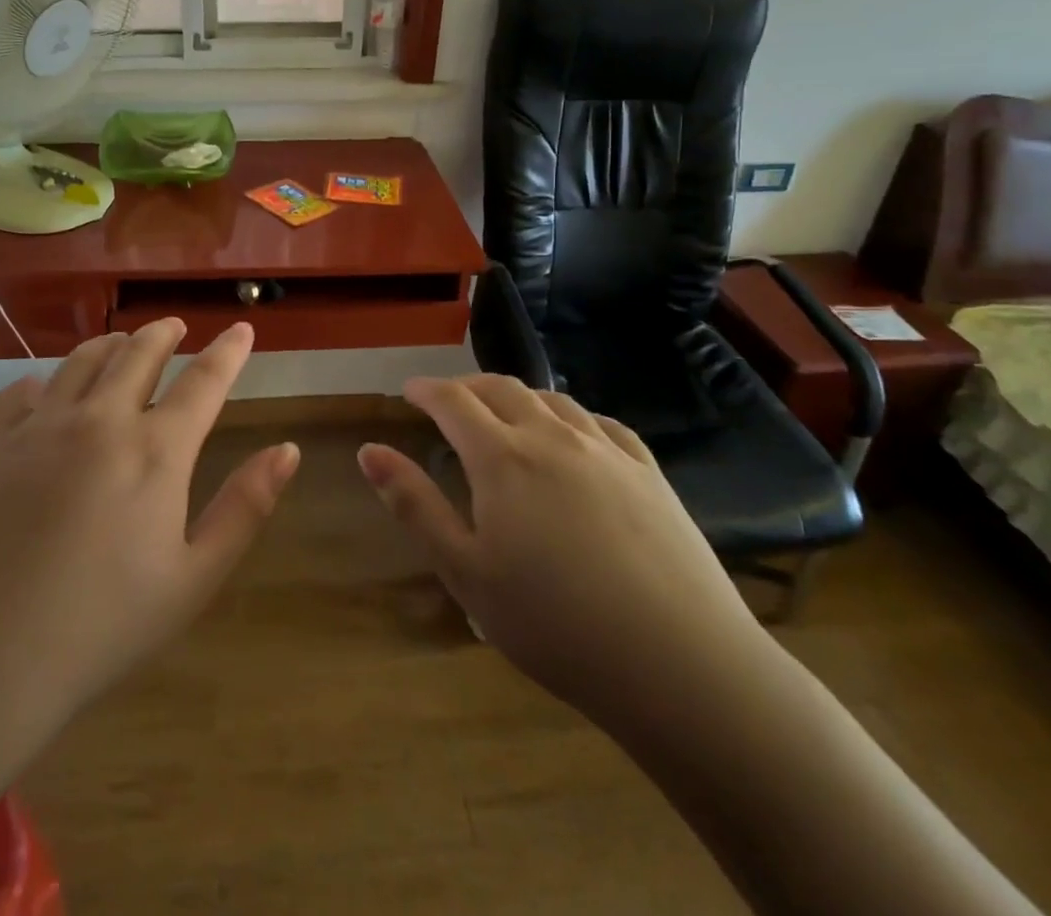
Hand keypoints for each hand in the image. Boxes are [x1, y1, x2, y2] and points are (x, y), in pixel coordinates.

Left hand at [0, 319, 298, 770]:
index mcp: (155, 451)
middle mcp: (99, 420)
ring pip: (82, 361)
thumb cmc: (98, 630)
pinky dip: (44, 382)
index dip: (228, 351)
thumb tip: (288, 450)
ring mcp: (38, 427)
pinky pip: (20, 392)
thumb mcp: (192, 581)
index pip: (203, 381)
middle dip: (163, 333)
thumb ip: (245, 508)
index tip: (241, 328)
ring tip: (122, 344)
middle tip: (175, 327)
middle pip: (138, 354)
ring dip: (110, 345)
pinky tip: (45, 392)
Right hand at [358, 375, 769, 739]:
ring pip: (552, 399)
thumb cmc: (555, 624)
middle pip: (502, 388)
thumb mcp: (466, 572)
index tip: (410, 391)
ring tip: (504, 413)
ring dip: (518, 396)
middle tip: (449, 400)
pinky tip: (572, 435)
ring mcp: (605, 450)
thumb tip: (370, 451)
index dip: (426, 389)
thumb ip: (415, 505)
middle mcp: (552, 436)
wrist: (681, 664)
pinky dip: (570, 416)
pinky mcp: (648, 472)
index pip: (453, 400)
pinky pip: (600, 423)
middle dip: (468, 387)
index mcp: (502, 457)